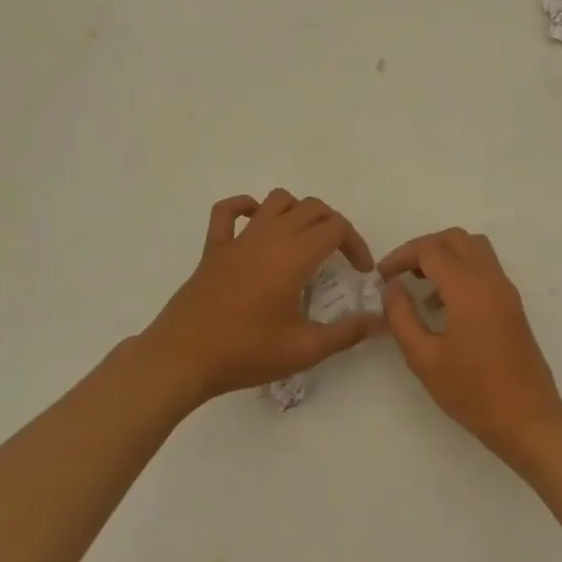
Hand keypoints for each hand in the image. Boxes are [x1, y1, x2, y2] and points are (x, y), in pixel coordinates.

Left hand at [140, 191, 382, 402]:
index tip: (361, 272)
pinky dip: (246, 207)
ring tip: (305, 241)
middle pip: (312, 208)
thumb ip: (347, 333)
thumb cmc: (245, 354)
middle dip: (334, 226)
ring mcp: (238, 239)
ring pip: (277, 201)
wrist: (180, 360)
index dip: (356, 244)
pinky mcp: (213, 249)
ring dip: (298, 212)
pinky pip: (228, 211)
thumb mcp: (304, 350)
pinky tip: (256, 224)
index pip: (336, 227)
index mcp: (293, 257)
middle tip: (340, 257)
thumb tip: (381, 322)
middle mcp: (268, 237)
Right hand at [379, 228, 561, 457]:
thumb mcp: (424, 358)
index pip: (431, 250)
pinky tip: (443, 306)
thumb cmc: (472, 391)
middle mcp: (490, 279)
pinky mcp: (512, 303)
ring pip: (474, 248)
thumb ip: (402, 317)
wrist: (527, 417)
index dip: (402, 256)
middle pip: (455, 239)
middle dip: (424, 248)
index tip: (382, 276)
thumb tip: (393, 287)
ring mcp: (506, 290)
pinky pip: (485, 268)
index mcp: (468, 288)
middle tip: (400, 273)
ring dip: (445, 256)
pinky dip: (461, 270)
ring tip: (420, 286)